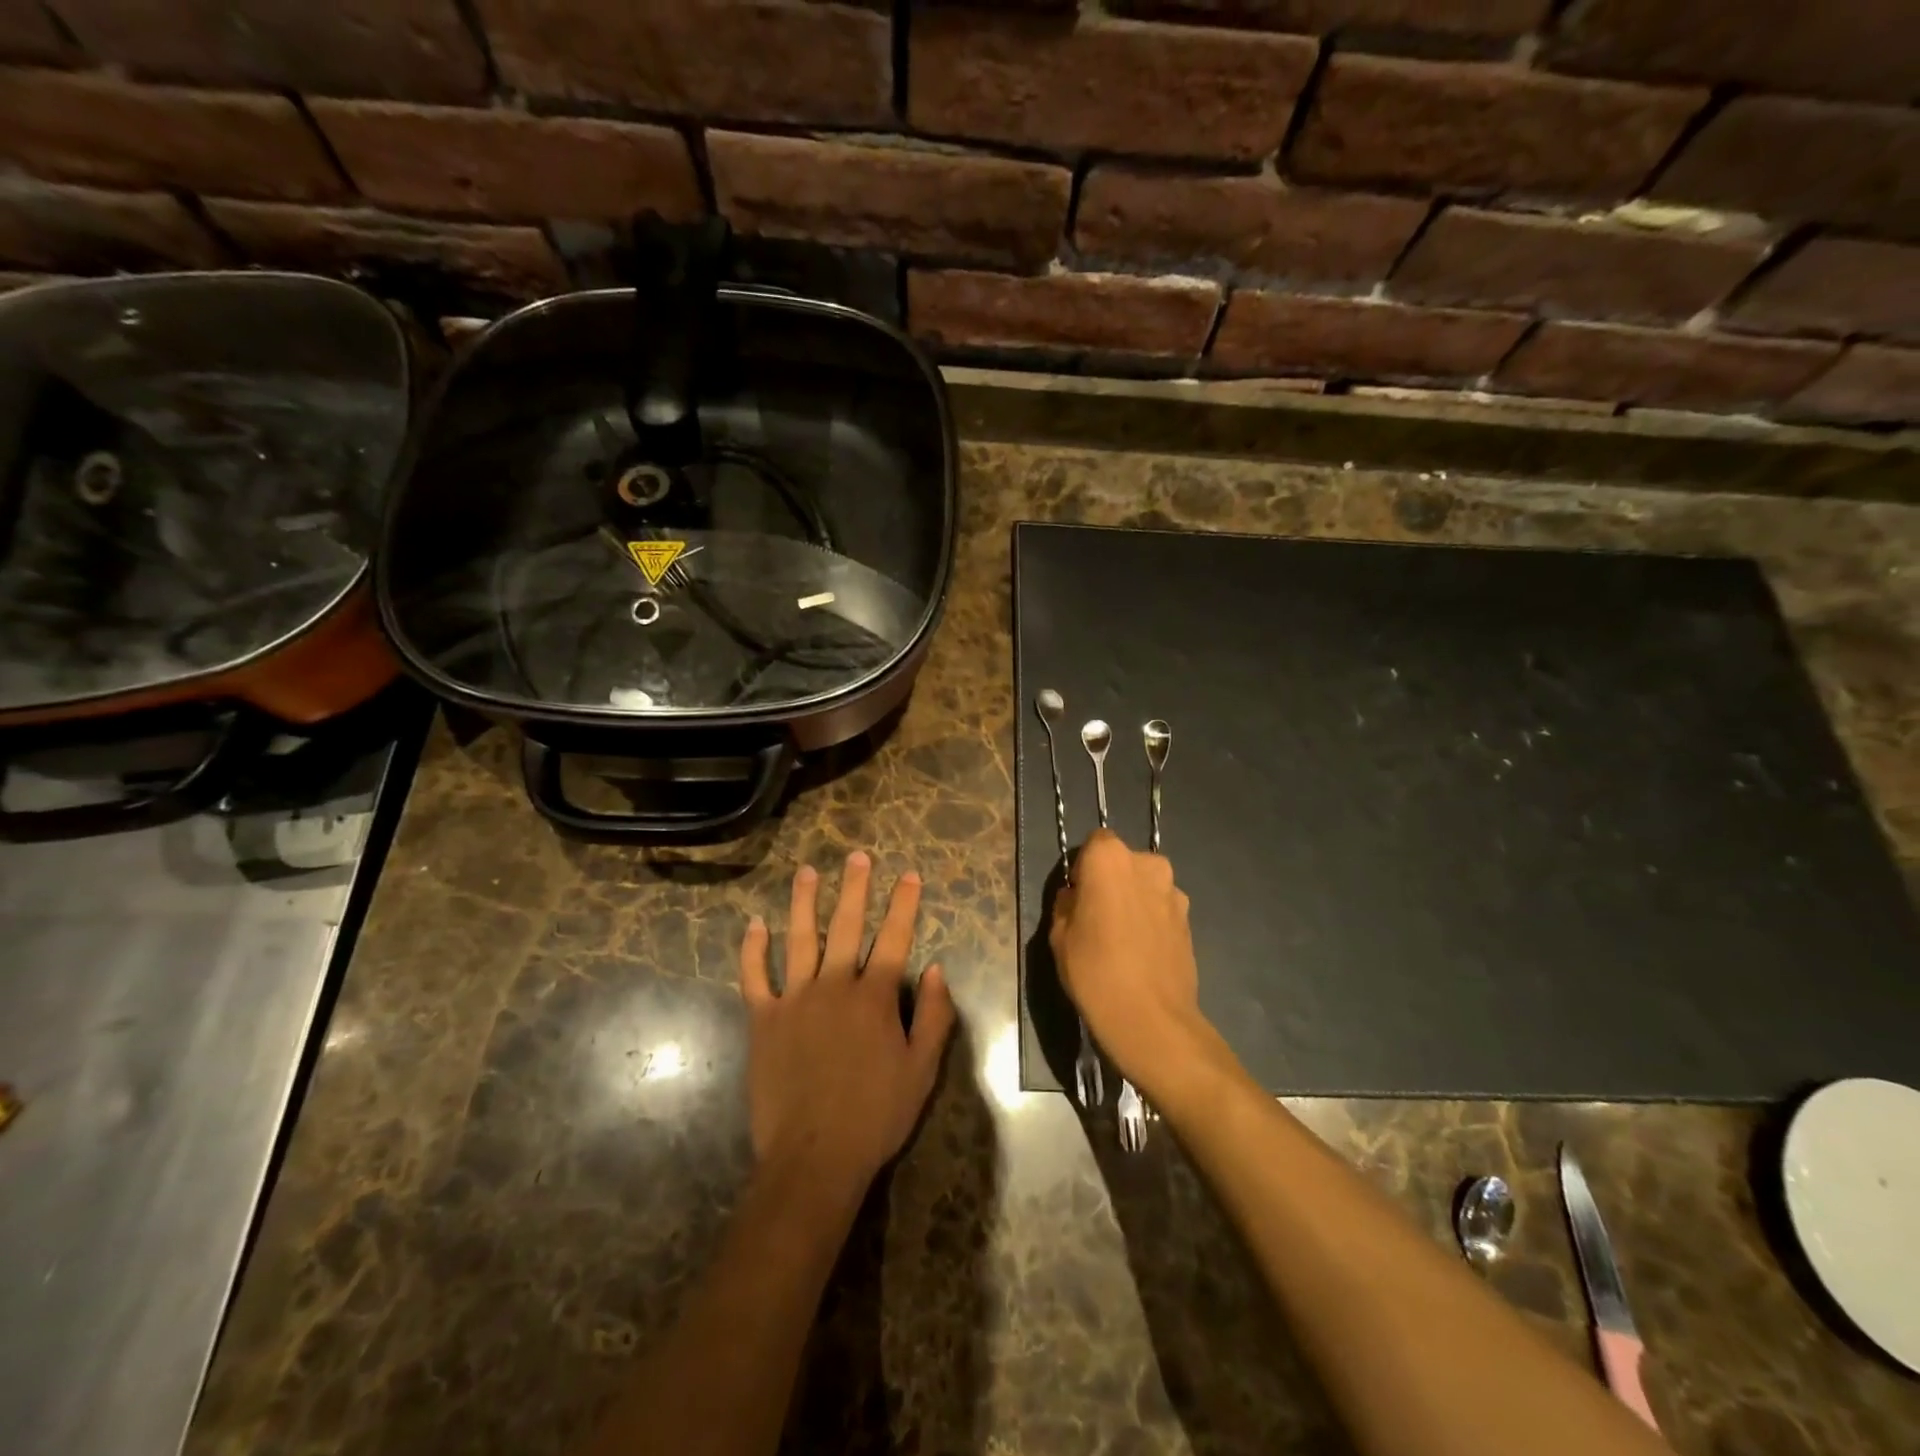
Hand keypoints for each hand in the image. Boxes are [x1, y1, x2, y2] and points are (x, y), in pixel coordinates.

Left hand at [739, 852, 955, 1195]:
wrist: (814, 1156)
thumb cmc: (876, 1115)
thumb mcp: (922, 1070)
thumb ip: (934, 1016)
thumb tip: (938, 969)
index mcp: (875, 996)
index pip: (894, 937)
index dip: (903, 903)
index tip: (908, 874)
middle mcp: (835, 985)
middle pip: (847, 925)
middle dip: (854, 887)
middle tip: (856, 856)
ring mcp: (795, 999)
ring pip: (800, 939)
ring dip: (804, 902)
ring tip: (807, 872)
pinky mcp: (764, 1020)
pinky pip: (755, 976)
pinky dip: (753, 949)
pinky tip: (754, 924)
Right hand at [1049, 829, 1220, 1099]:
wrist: (1152, 1019)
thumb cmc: (1095, 970)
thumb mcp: (1059, 935)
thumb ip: (1067, 903)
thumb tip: (1078, 895)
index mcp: (1110, 858)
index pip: (1095, 843)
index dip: (1085, 867)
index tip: (1078, 896)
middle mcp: (1148, 864)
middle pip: (1124, 862)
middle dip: (1112, 881)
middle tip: (1097, 917)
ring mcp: (1174, 891)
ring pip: (1145, 885)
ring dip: (1134, 900)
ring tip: (1122, 939)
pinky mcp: (1190, 919)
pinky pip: (1162, 908)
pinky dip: (1152, 920)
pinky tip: (1142, 952)